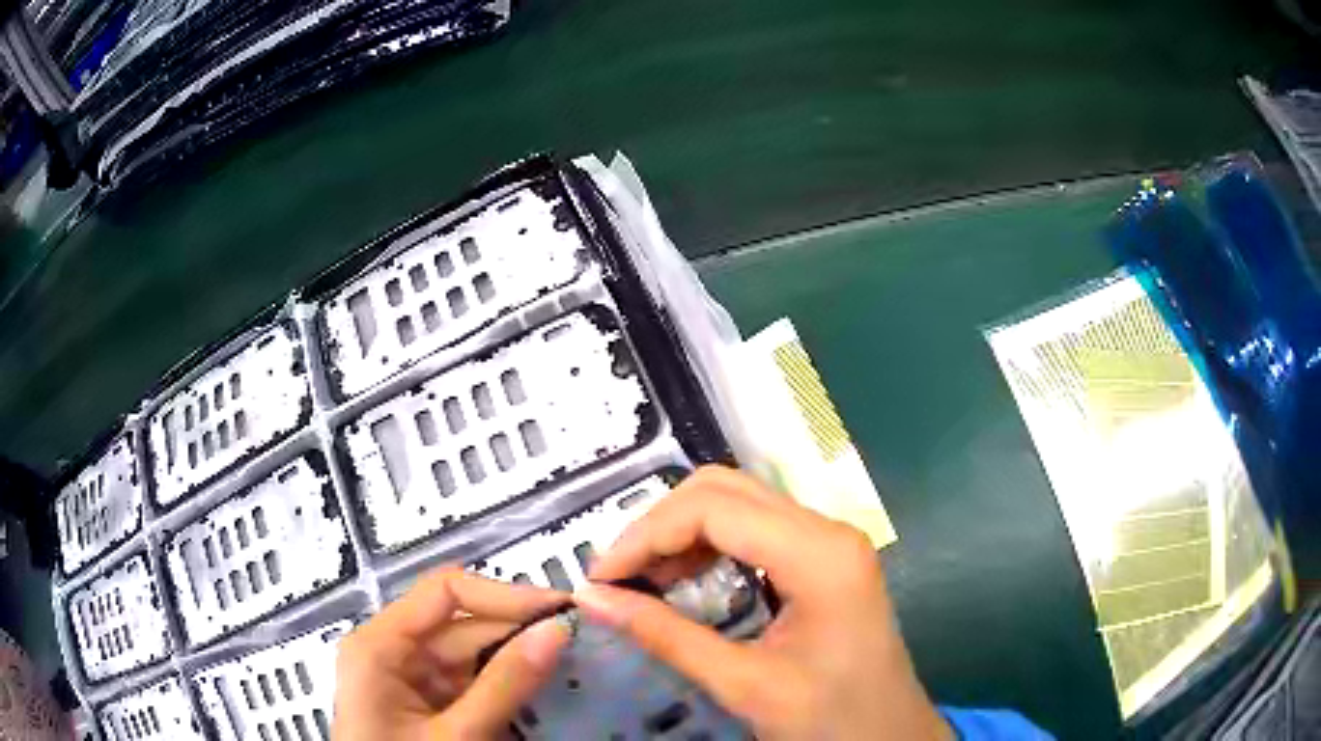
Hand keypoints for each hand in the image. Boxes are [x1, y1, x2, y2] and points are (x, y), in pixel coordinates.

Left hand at [333, 567, 569, 739]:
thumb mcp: (455, 735)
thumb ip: (504, 685)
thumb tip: (557, 630)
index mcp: (380, 644)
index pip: (446, 592)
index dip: (505, 595)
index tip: (562, 609)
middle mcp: (392, 651)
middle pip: (464, 626)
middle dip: (520, 634)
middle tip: (582, 643)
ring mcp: (411, 680)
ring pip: (474, 657)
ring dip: (519, 664)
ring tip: (572, 667)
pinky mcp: (428, 705)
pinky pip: (473, 685)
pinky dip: (507, 690)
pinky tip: (542, 695)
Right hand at [576, 466, 951, 740]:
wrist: (888, 737)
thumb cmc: (828, 719)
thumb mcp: (742, 684)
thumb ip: (665, 636)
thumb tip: (591, 599)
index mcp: (819, 555)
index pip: (714, 509)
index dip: (645, 535)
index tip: (601, 577)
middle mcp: (827, 529)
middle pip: (725, 490)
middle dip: (659, 527)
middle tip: (618, 576)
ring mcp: (830, 540)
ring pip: (738, 503)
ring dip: (681, 533)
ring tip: (642, 581)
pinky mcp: (824, 557)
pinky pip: (755, 529)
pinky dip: (708, 546)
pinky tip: (682, 580)